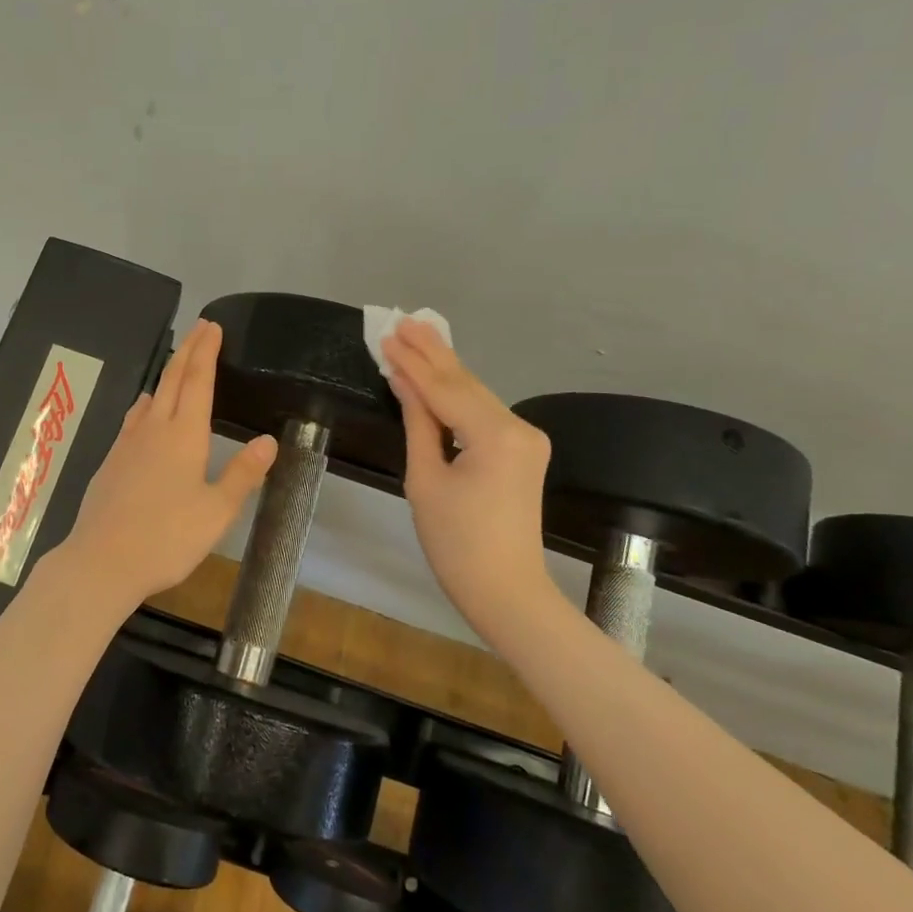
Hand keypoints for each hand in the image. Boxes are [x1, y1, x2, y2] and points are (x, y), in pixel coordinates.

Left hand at [56, 319, 278, 610]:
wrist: (102, 561)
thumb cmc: (167, 537)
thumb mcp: (217, 511)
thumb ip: (242, 474)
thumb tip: (268, 440)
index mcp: (184, 435)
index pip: (197, 381)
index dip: (206, 352)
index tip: (212, 327)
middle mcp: (153, 429)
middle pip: (171, 380)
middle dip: (188, 351)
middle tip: (200, 329)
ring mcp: (127, 444)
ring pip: (150, 397)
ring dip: (167, 375)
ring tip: (177, 365)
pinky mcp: (110, 462)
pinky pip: (133, 419)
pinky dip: (146, 404)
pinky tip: (144, 413)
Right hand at [381, 318, 555, 638]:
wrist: (506, 592)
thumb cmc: (457, 543)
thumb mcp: (426, 480)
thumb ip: (418, 423)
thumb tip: (403, 382)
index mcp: (496, 435)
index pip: (444, 389)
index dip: (411, 363)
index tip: (386, 334)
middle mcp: (519, 427)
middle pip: (466, 383)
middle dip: (432, 352)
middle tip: (404, 319)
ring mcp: (526, 438)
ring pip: (476, 395)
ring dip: (444, 368)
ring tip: (417, 335)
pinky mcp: (523, 450)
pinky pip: (483, 413)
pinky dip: (457, 395)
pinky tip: (438, 374)